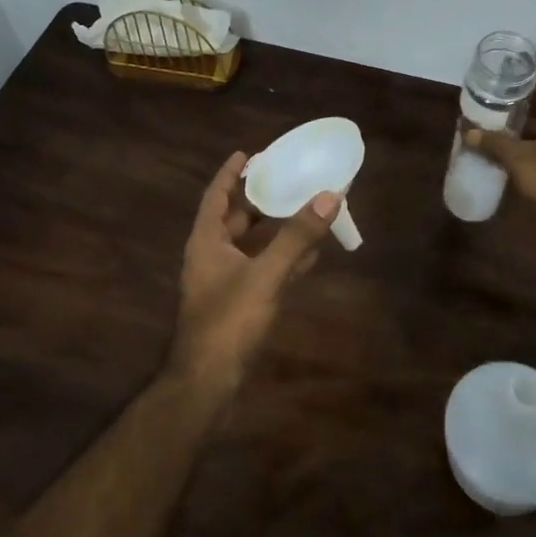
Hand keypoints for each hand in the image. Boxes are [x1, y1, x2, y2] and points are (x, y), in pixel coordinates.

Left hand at [171, 150, 339, 396]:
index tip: (248, 153)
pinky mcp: (237, 305)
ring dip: (274, 228)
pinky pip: (261, 270)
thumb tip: (329, 196)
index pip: (216, 195)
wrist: (207, 384)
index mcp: (206, 241)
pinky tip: (309, 255)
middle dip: (257, 198)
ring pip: (250, 245)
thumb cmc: (228, 322)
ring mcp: (223, 283)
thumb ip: (296, 237)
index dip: (230, 173)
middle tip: (284, 177)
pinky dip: (282, 258)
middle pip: (234, 218)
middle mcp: (211, 257)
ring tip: (302, 208)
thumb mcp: (265, 275)